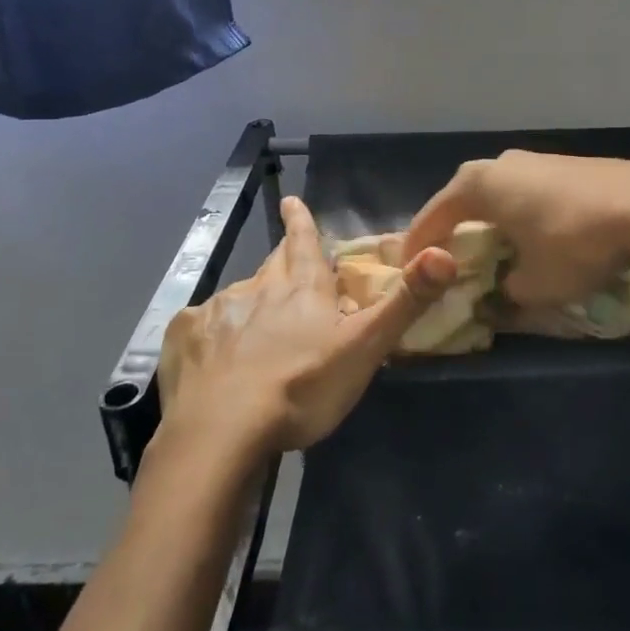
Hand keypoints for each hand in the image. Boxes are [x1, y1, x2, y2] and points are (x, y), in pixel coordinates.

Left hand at [159, 196, 457, 456]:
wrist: (223, 430)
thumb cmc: (303, 388)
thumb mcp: (365, 348)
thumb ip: (406, 302)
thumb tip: (444, 253)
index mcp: (302, 289)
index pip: (305, 242)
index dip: (301, 220)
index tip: (291, 200)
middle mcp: (258, 289)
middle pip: (273, 264)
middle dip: (282, 255)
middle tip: (286, 253)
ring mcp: (218, 311)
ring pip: (239, 295)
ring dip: (252, 299)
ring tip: (256, 321)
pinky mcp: (185, 338)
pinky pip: (201, 324)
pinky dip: (213, 330)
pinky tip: (215, 352)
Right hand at [402, 152, 629, 307]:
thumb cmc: (575, 243)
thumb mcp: (535, 284)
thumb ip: (507, 292)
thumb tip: (504, 292)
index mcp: (475, 186)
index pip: (431, 219)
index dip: (418, 250)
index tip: (408, 274)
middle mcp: (497, 164)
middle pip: (461, 202)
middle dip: (452, 233)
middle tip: (447, 263)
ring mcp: (533, 159)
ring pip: (496, 196)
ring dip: (488, 223)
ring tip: (490, 251)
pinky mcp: (563, 164)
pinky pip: (524, 194)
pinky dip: (517, 216)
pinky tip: (531, 236)